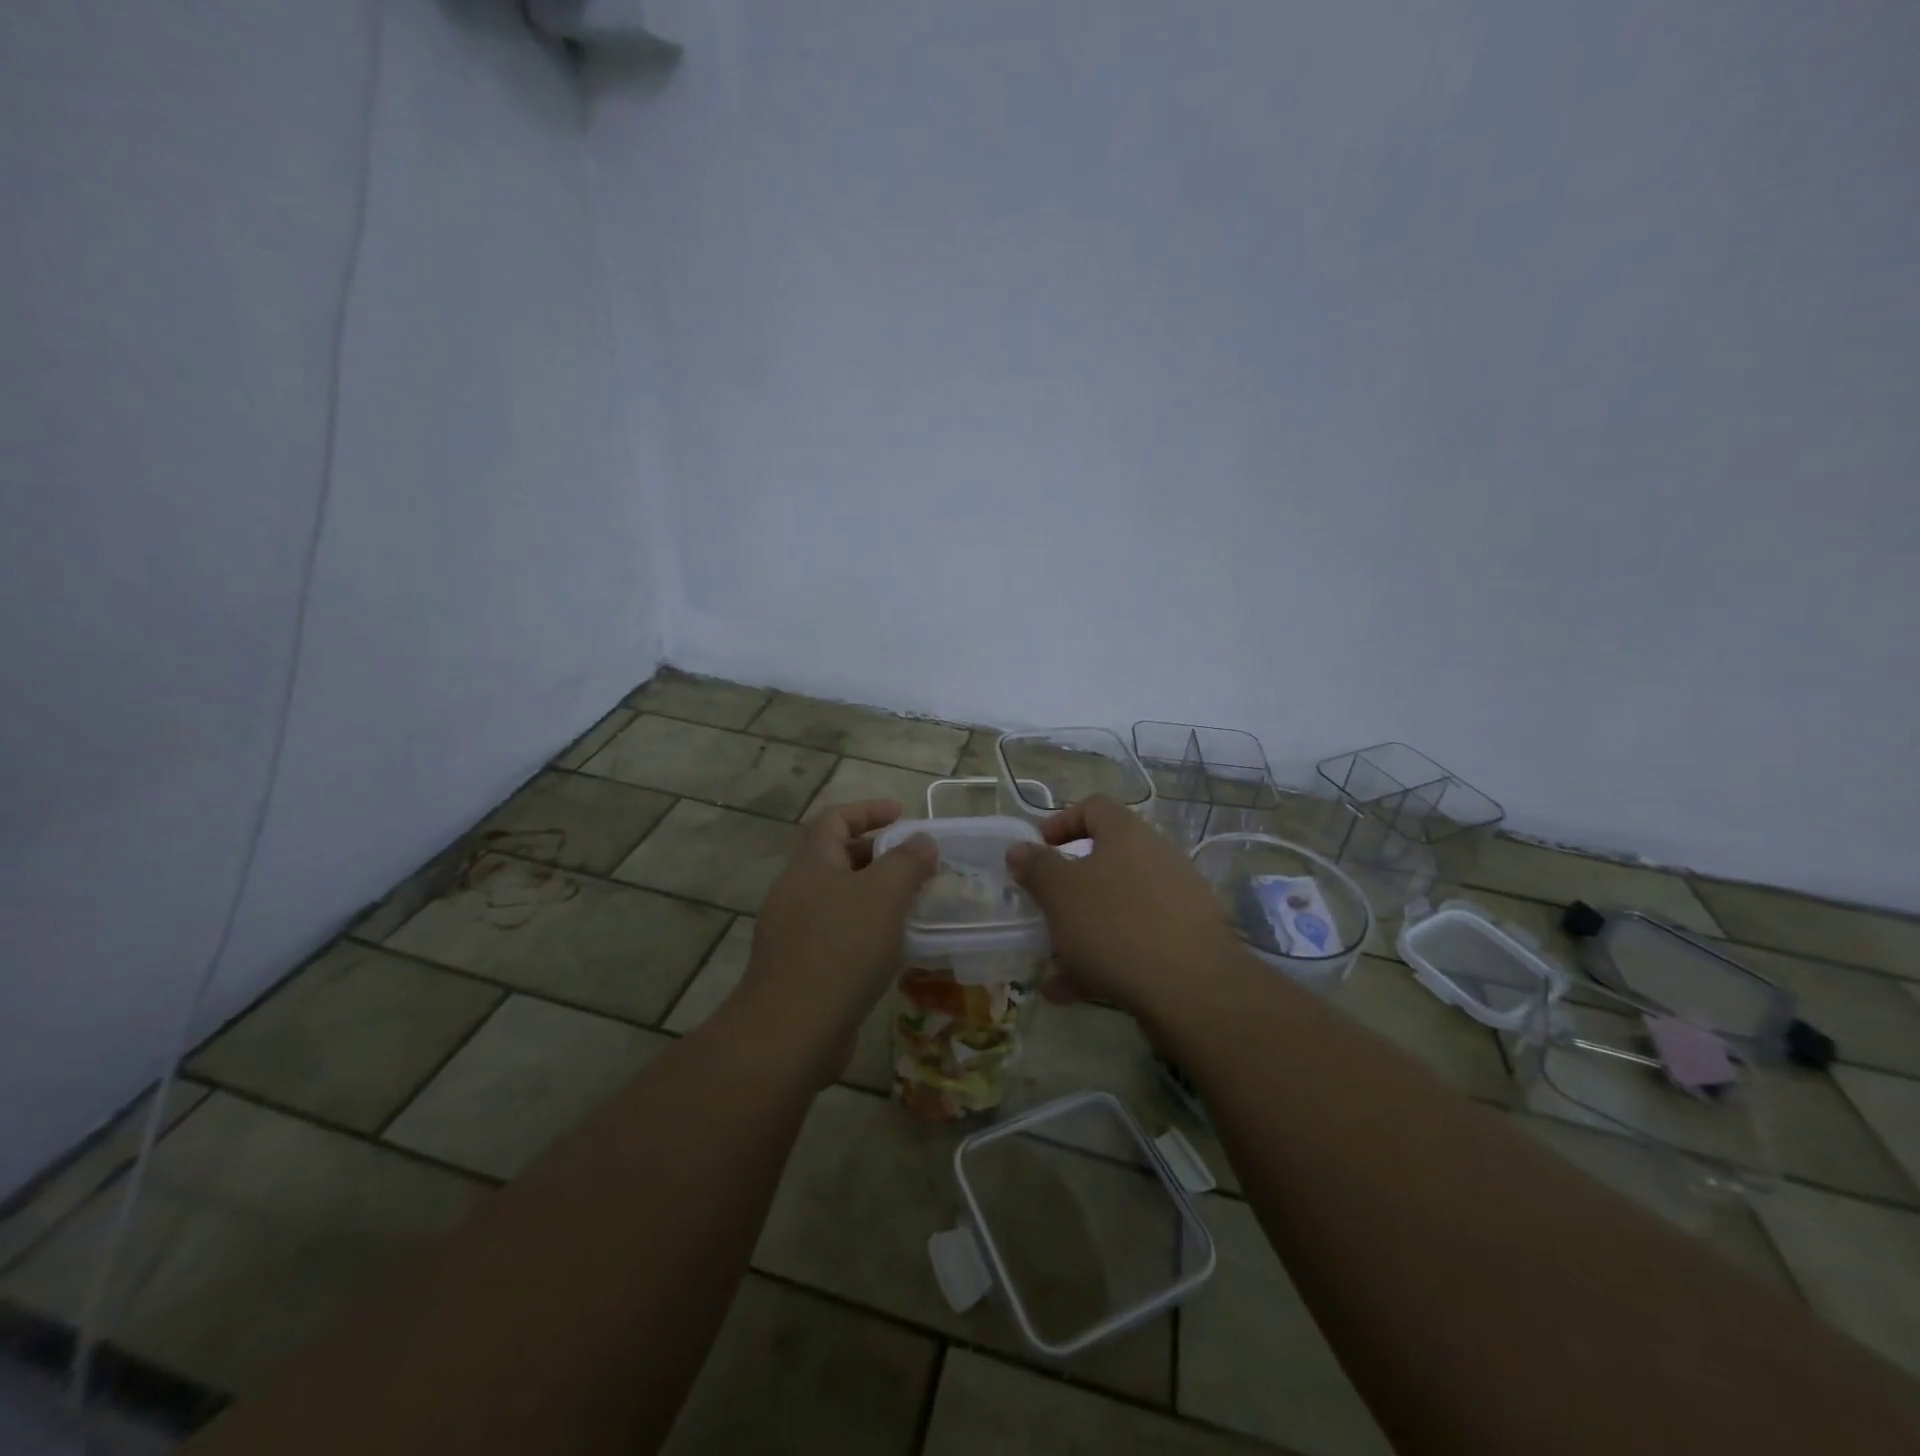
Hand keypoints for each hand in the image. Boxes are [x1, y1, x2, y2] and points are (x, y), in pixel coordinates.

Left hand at [736, 799, 936, 1060]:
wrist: (791, 1032)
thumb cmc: (841, 950)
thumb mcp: (884, 896)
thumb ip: (907, 862)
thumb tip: (923, 840)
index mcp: (810, 865)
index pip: (834, 818)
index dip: (868, 810)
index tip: (902, 815)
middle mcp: (795, 891)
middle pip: (835, 857)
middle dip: (876, 854)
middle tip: (914, 863)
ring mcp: (793, 932)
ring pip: (838, 898)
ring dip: (873, 894)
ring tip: (910, 905)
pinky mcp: (800, 967)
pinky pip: (836, 932)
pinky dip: (865, 928)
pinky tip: (891, 948)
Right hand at [1006, 796, 1236, 1017]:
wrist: (1192, 988)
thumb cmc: (1115, 925)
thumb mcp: (1061, 893)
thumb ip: (1037, 868)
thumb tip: (1019, 849)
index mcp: (1127, 834)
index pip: (1093, 807)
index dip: (1061, 822)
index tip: (1038, 850)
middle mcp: (1156, 858)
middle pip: (1105, 861)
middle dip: (1068, 887)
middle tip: (1043, 908)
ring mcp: (1175, 901)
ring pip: (1116, 907)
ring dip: (1081, 930)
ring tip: (1050, 962)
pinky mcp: (1183, 941)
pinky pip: (1133, 941)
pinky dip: (1102, 960)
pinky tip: (1071, 993)